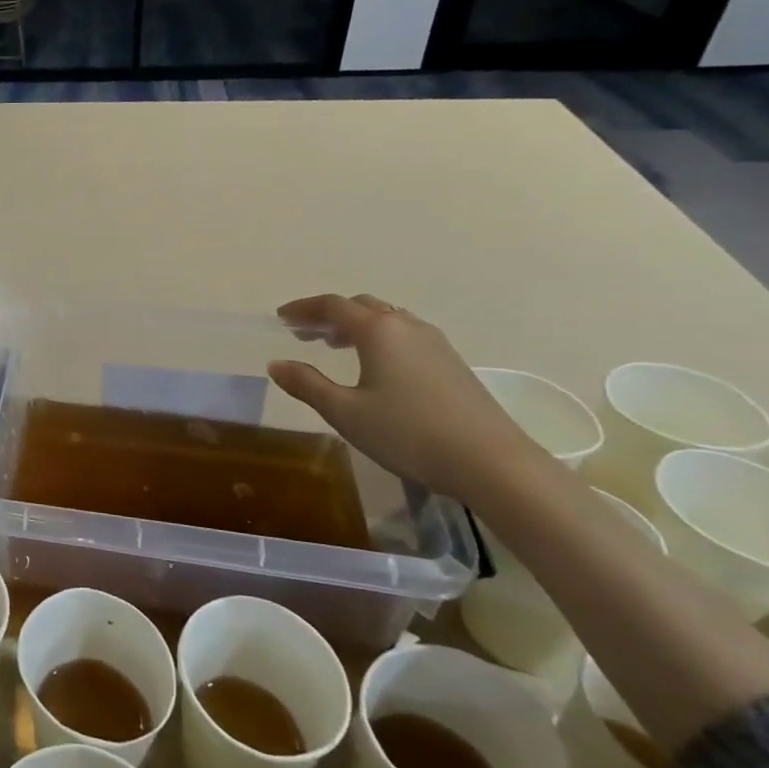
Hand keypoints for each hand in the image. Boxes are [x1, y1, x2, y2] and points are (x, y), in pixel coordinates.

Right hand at [267, 294, 547, 506]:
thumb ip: (307, 384)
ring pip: (387, 319)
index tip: (280, 318)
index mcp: (378, 330)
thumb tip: (276, 364)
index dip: (303, 308)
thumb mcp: (345, 412)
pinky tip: (375, 365)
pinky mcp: (452, 362)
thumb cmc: (408, 433)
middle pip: (361, 305)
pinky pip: (405, 335)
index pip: (333, 305)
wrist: (491, 462)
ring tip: (334, 346)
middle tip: (303, 333)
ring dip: (355, 326)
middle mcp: (407, 326)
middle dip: (328, 315)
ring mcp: (435, 343)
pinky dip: (379, 338)